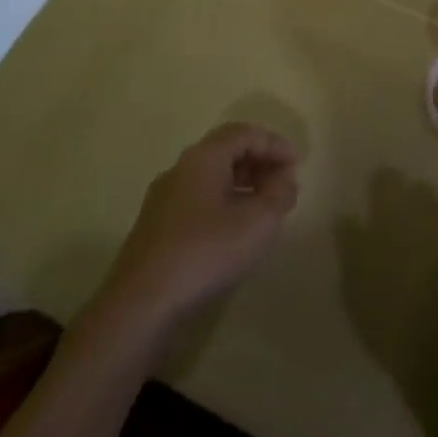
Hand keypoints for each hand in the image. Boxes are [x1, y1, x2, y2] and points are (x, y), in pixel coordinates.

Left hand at [99, 123, 299, 331]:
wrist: (141, 303)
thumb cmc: (205, 252)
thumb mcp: (257, 223)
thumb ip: (279, 194)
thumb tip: (285, 178)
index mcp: (203, 157)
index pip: (243, 133)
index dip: (273, 143)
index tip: (296, 165)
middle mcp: (180, 169)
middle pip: (225, 151)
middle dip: (259, 162)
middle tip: (283, 184)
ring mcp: (164, 198)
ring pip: (211, 176)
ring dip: (242, 184)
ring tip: (265, 208)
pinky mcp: (157, 226)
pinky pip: (198, 199)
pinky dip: (224, 202)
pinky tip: (235, 231)